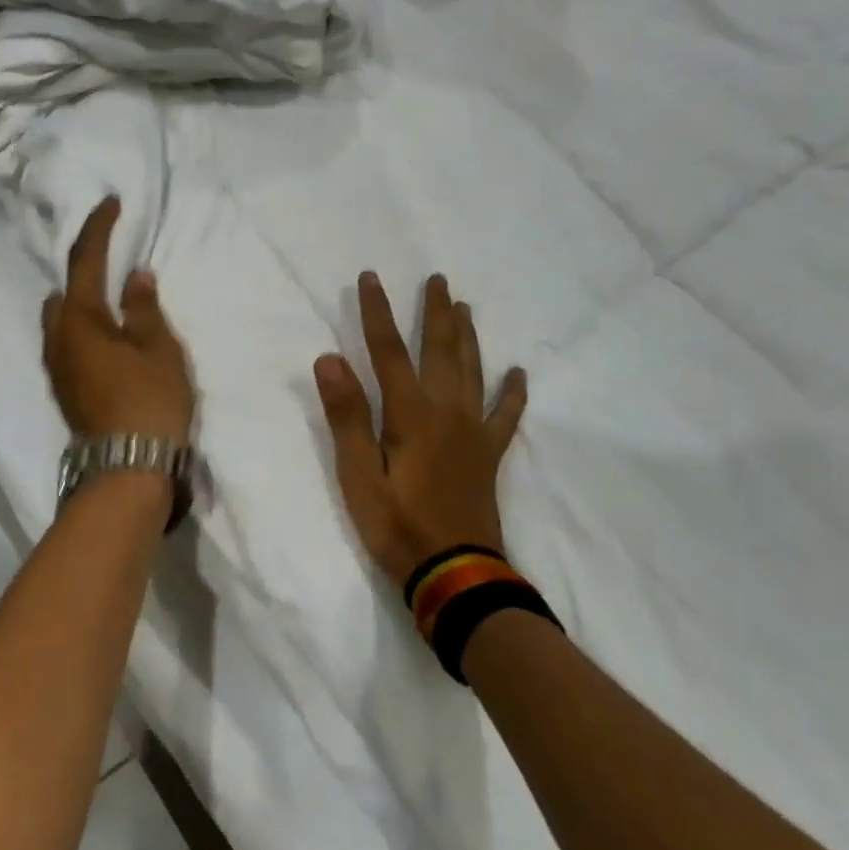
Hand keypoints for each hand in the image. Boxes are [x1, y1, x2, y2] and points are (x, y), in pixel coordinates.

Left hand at [42, 197, 194, 444]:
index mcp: (80, 319)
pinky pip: (68, 342)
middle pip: (64, 291)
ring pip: (62, 320)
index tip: (110, 203)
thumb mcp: (158, 349)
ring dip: (81, 301)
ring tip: (111, 296)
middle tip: (110, 256)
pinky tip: (106, 335)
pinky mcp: (66, 389)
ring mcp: (58, 367)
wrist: (127, 469)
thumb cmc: (148, 401)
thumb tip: (135, 277)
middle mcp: (58, 339)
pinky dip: (83, 327)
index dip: (98, 228)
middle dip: (83, 269)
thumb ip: (145, 309)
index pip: (85, 260)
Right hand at [314, 273, 528, 589]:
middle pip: (440, 350)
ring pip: (472, 371)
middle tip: (437, 279)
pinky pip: (506, 416)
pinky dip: (513, 394)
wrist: (455, 573)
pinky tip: (519, 374)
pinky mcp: (488, 455)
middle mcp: (446, 411)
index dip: (377, 312)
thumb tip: (329, 358)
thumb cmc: (397, 525)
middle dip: (434, 312)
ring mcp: (473, 432)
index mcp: (410, 414)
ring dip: (467, 337)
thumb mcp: (357, 475)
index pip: (387, 351)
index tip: (370, 277)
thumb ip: (346, 416)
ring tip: (465, 307)